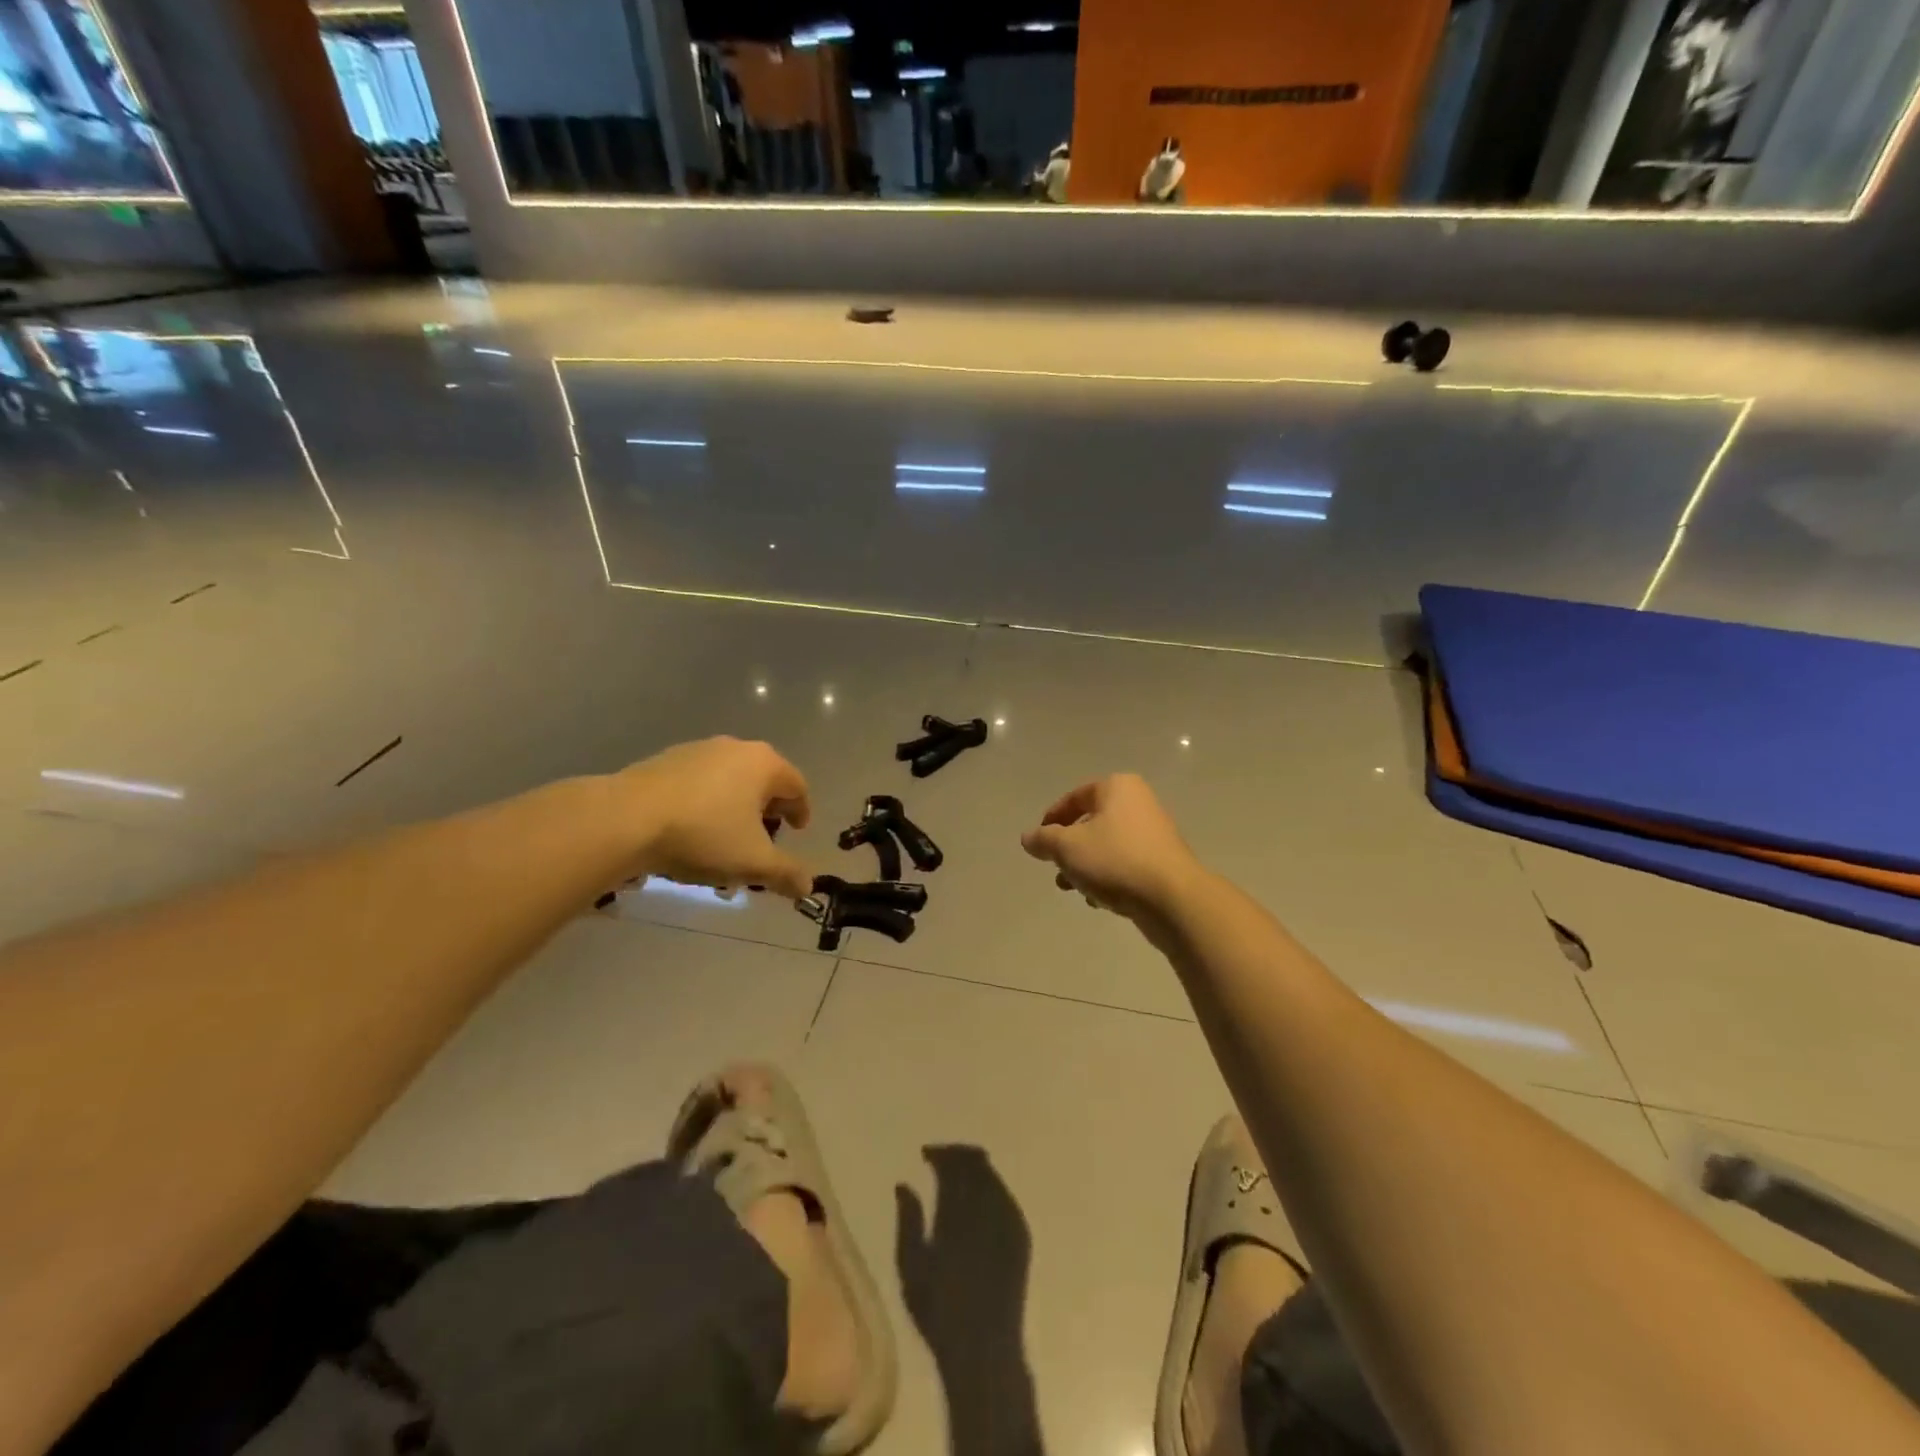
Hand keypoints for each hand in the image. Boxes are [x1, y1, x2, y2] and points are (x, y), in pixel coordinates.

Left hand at [616, 737, 812, 898]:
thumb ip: (786, 873)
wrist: (625, 820)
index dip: (801, 811)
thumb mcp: (753, 862)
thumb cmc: (703, 835)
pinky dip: (706, 804)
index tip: (797, 832)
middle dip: (767, 811)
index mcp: (764, 764)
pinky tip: (691, 831)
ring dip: (735, 808)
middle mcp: (735, 748)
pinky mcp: (665, 761)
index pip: (797, 786)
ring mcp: (697, 751)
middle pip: (763, 780)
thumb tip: (808, 886)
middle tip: (764, 839)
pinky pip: (699, 783)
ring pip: (729, 781)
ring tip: (725, 840)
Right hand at [1020, 773, 1203, 926]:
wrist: (1172, 898)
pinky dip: (1108, 876)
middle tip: (1055, 867)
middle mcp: (1138, 803)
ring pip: (1107, 845)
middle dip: (1068, 847)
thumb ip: (1043, 839)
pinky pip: (1125, 863)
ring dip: (1085, 866)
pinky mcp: (1162, 861)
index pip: (1074, 797)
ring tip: (1072, 889)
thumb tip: (1028, 837)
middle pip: (1091, 822)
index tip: (1039, 842)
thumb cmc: (1115, 860)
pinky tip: (1098, 900)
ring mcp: (1154, 832)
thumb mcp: (1067, 847)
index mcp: (1117, 788)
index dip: (1052, 818)